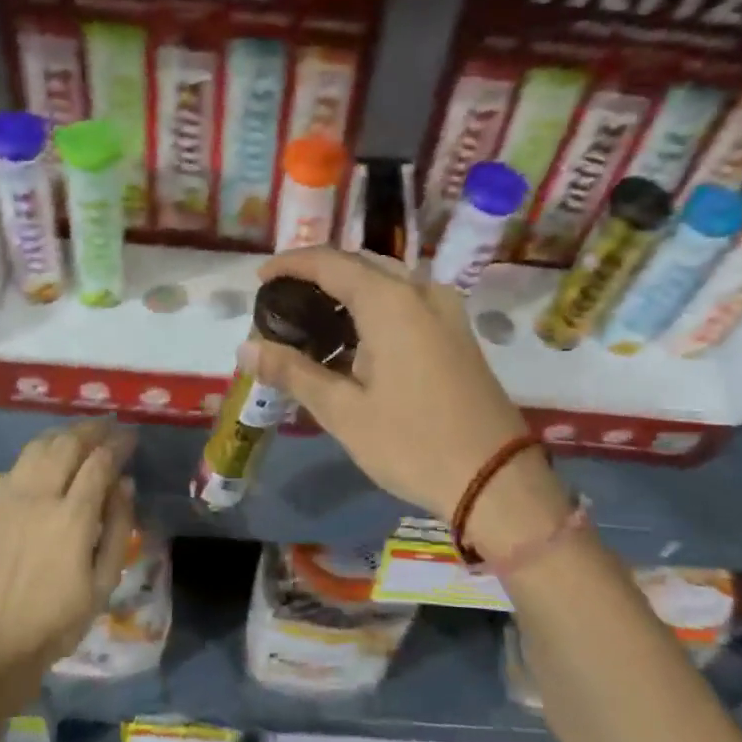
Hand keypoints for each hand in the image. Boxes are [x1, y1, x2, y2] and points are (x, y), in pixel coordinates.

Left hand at [0, 421, 135, 703]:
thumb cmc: (56, 623)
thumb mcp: (103, 583)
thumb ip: (118, 528)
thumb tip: (125, 484)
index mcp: (71, 518)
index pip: (99, 462)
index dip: (119, 444)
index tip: (131, 437)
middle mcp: (38, 498)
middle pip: (67, 444)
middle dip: (92, 429)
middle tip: (109, 426)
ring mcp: (7, 501)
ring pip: (36, 448)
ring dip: (62, 435)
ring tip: (80, 435)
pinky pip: (13, 468)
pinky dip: (35, 456)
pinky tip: (45, 463)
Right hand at [241, 248, 569, 556]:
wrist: (495, 479)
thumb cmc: (412, 443)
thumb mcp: (343, 412)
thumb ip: (293, 372)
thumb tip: (245, 349)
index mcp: (391, 301)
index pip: (330, 262)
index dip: (291, 264)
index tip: (260, 278)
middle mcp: (422, 292)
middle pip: (361, 264)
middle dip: (320, 274)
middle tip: (285, 301)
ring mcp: (447, 311)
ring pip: (388, 281)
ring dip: (349, 291)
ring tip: (314, 321)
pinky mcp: (458, 334)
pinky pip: (409, 301)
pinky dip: (376, 307)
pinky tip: (356, 341)